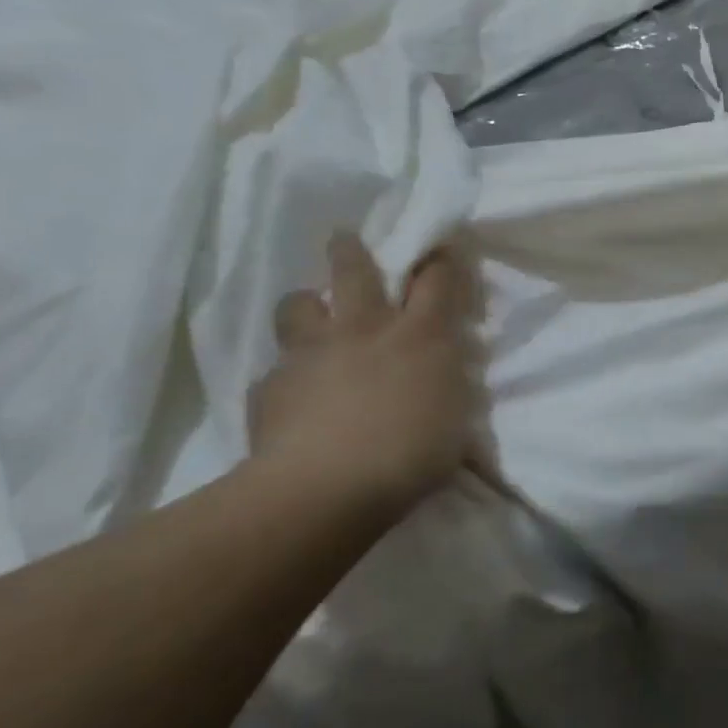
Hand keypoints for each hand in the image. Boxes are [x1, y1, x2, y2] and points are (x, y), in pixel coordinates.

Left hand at [248, 231, 476, 509]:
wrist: (324, 489)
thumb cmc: (412, 454)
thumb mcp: (455, 417)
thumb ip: (447, 385)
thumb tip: (442, 374)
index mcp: (421, 335)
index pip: (436, 278)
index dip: (439, 257)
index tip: (439, 244)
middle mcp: (365, 329)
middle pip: (354, 270)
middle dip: (351, 249)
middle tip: (344, 238)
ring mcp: (313, 353)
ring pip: (299, 305)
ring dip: (306, 304)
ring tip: (310, 316)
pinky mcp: (271, 385)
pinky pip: (276, 368)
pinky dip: (287, 374)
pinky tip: (292, 395)